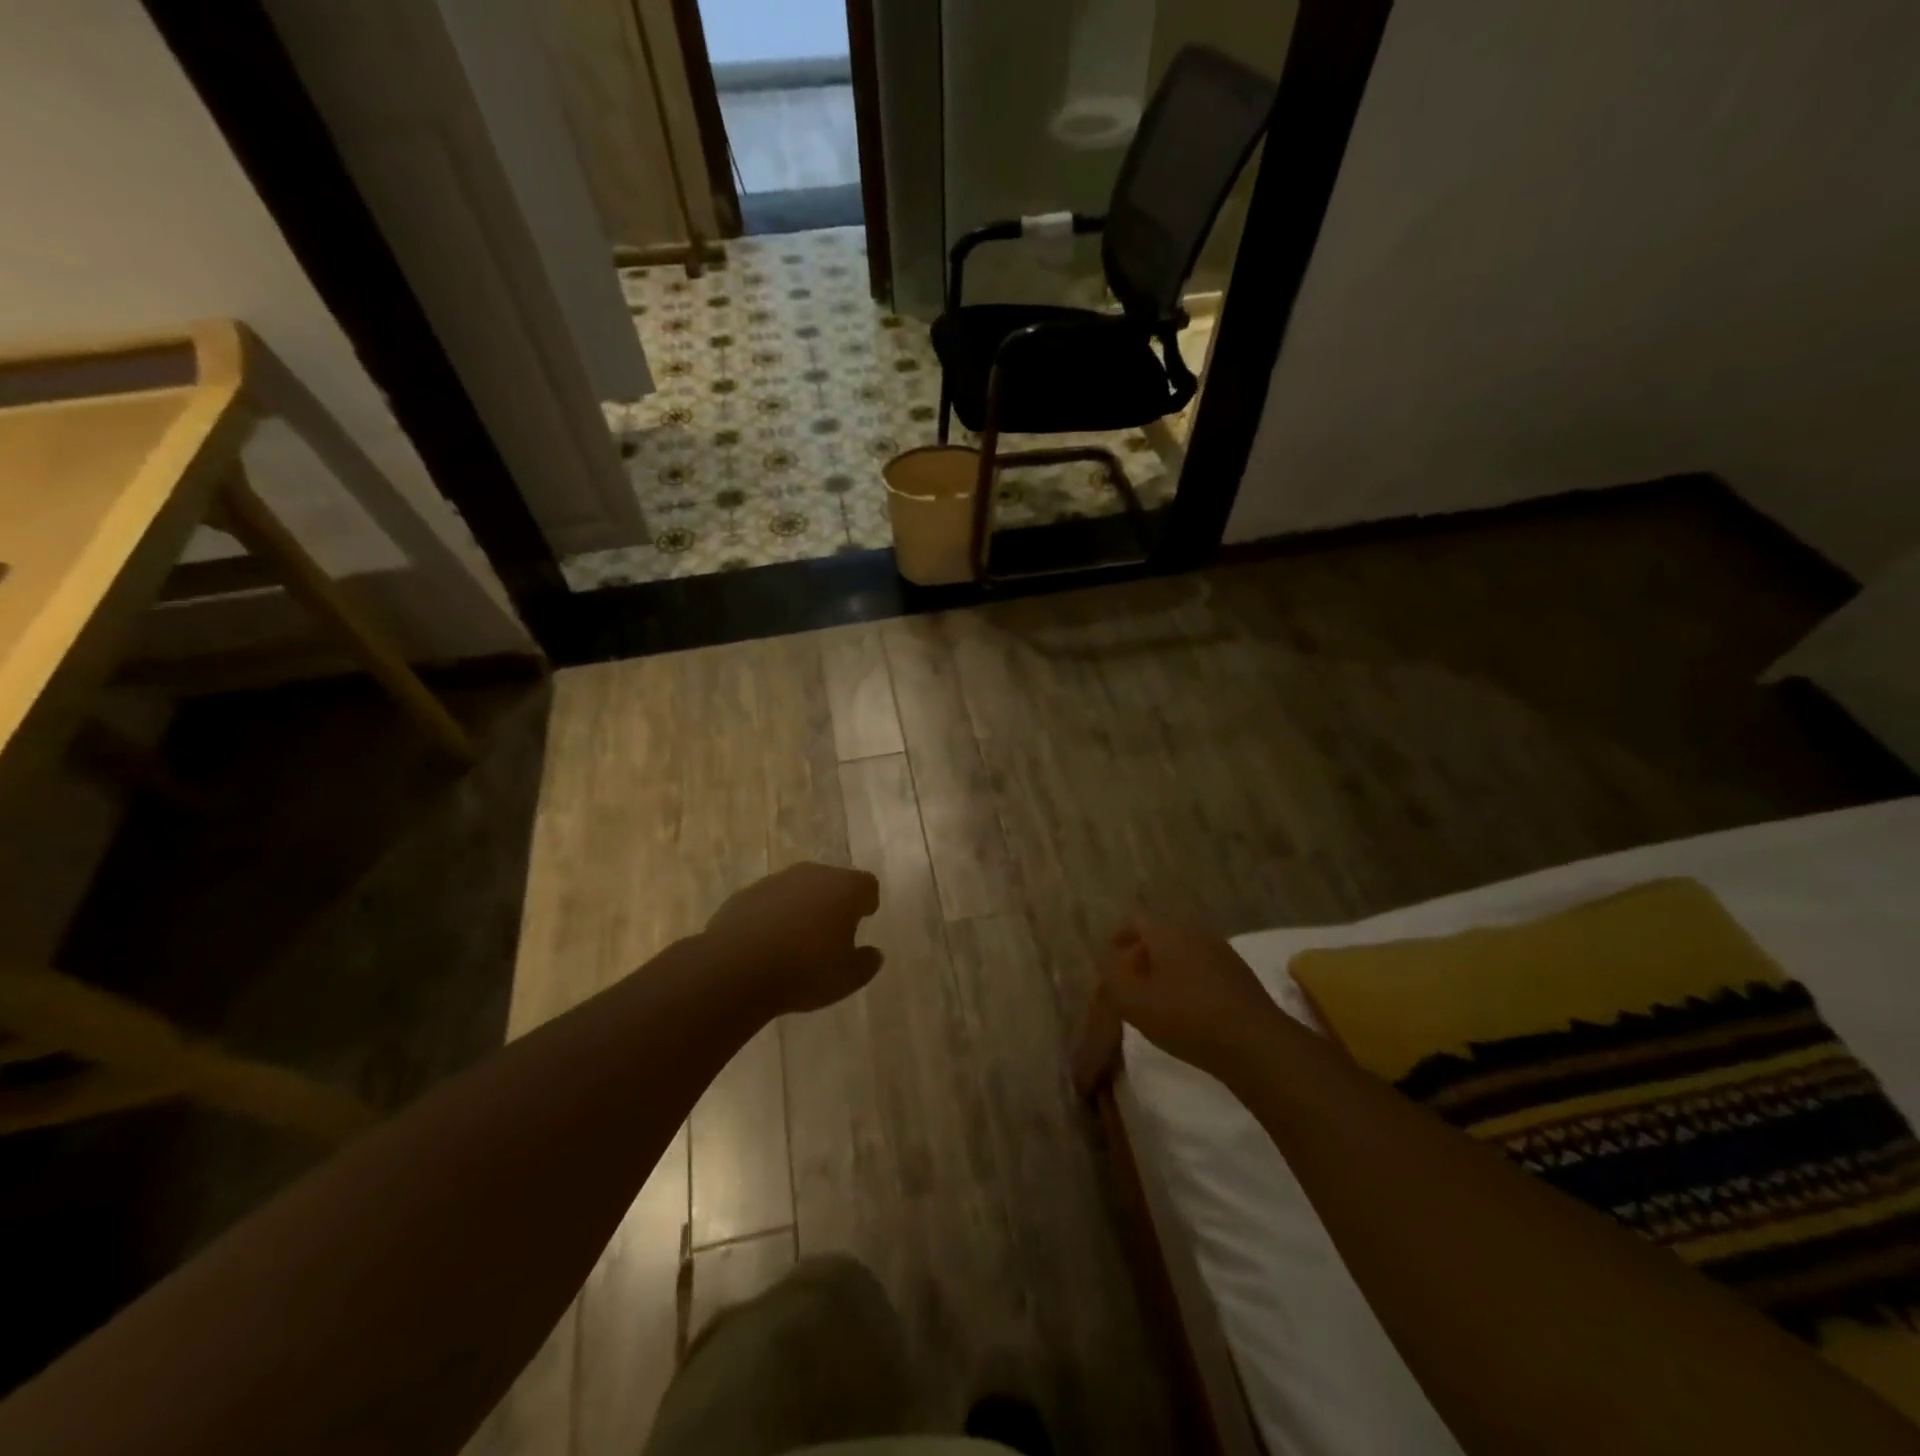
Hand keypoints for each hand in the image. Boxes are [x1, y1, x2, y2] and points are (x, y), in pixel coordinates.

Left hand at [703, 863, 883, 1014]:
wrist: (736, 968)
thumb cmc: (805, 970)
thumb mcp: (847, 978)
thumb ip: (866, 963)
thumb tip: (873, 954)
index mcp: (845, 888)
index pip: (867, 885)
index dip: (867, 901)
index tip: (864, 917)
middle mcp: (813, 875)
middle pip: (832, 881)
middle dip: (835, 902)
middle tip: (833, 930)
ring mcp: (776, 881)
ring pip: (799, 889)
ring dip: (803, 907)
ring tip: (798, 939)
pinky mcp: (746, 894)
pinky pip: (770, 901)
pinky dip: (773, 915)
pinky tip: (767, 943)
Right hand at [1101, 916, 1282, 1074]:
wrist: (1256, 1044)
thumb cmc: (1186, 1017)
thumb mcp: (1133, 1001)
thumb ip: (1112, 977)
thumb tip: (1106, 960)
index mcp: (1167, 932)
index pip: (1135, 918)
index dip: (1118, 934)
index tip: (1109, 955)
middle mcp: (1195, 933)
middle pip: (1160, 933)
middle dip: (1141, 953)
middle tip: (1129, 980)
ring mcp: (1222, 953)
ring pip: (1183, 951)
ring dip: (1165, 967)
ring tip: (1155, 997)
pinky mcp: (1239, 976)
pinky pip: (1203, 967)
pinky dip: (1187, 979)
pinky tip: (1186, 1009)